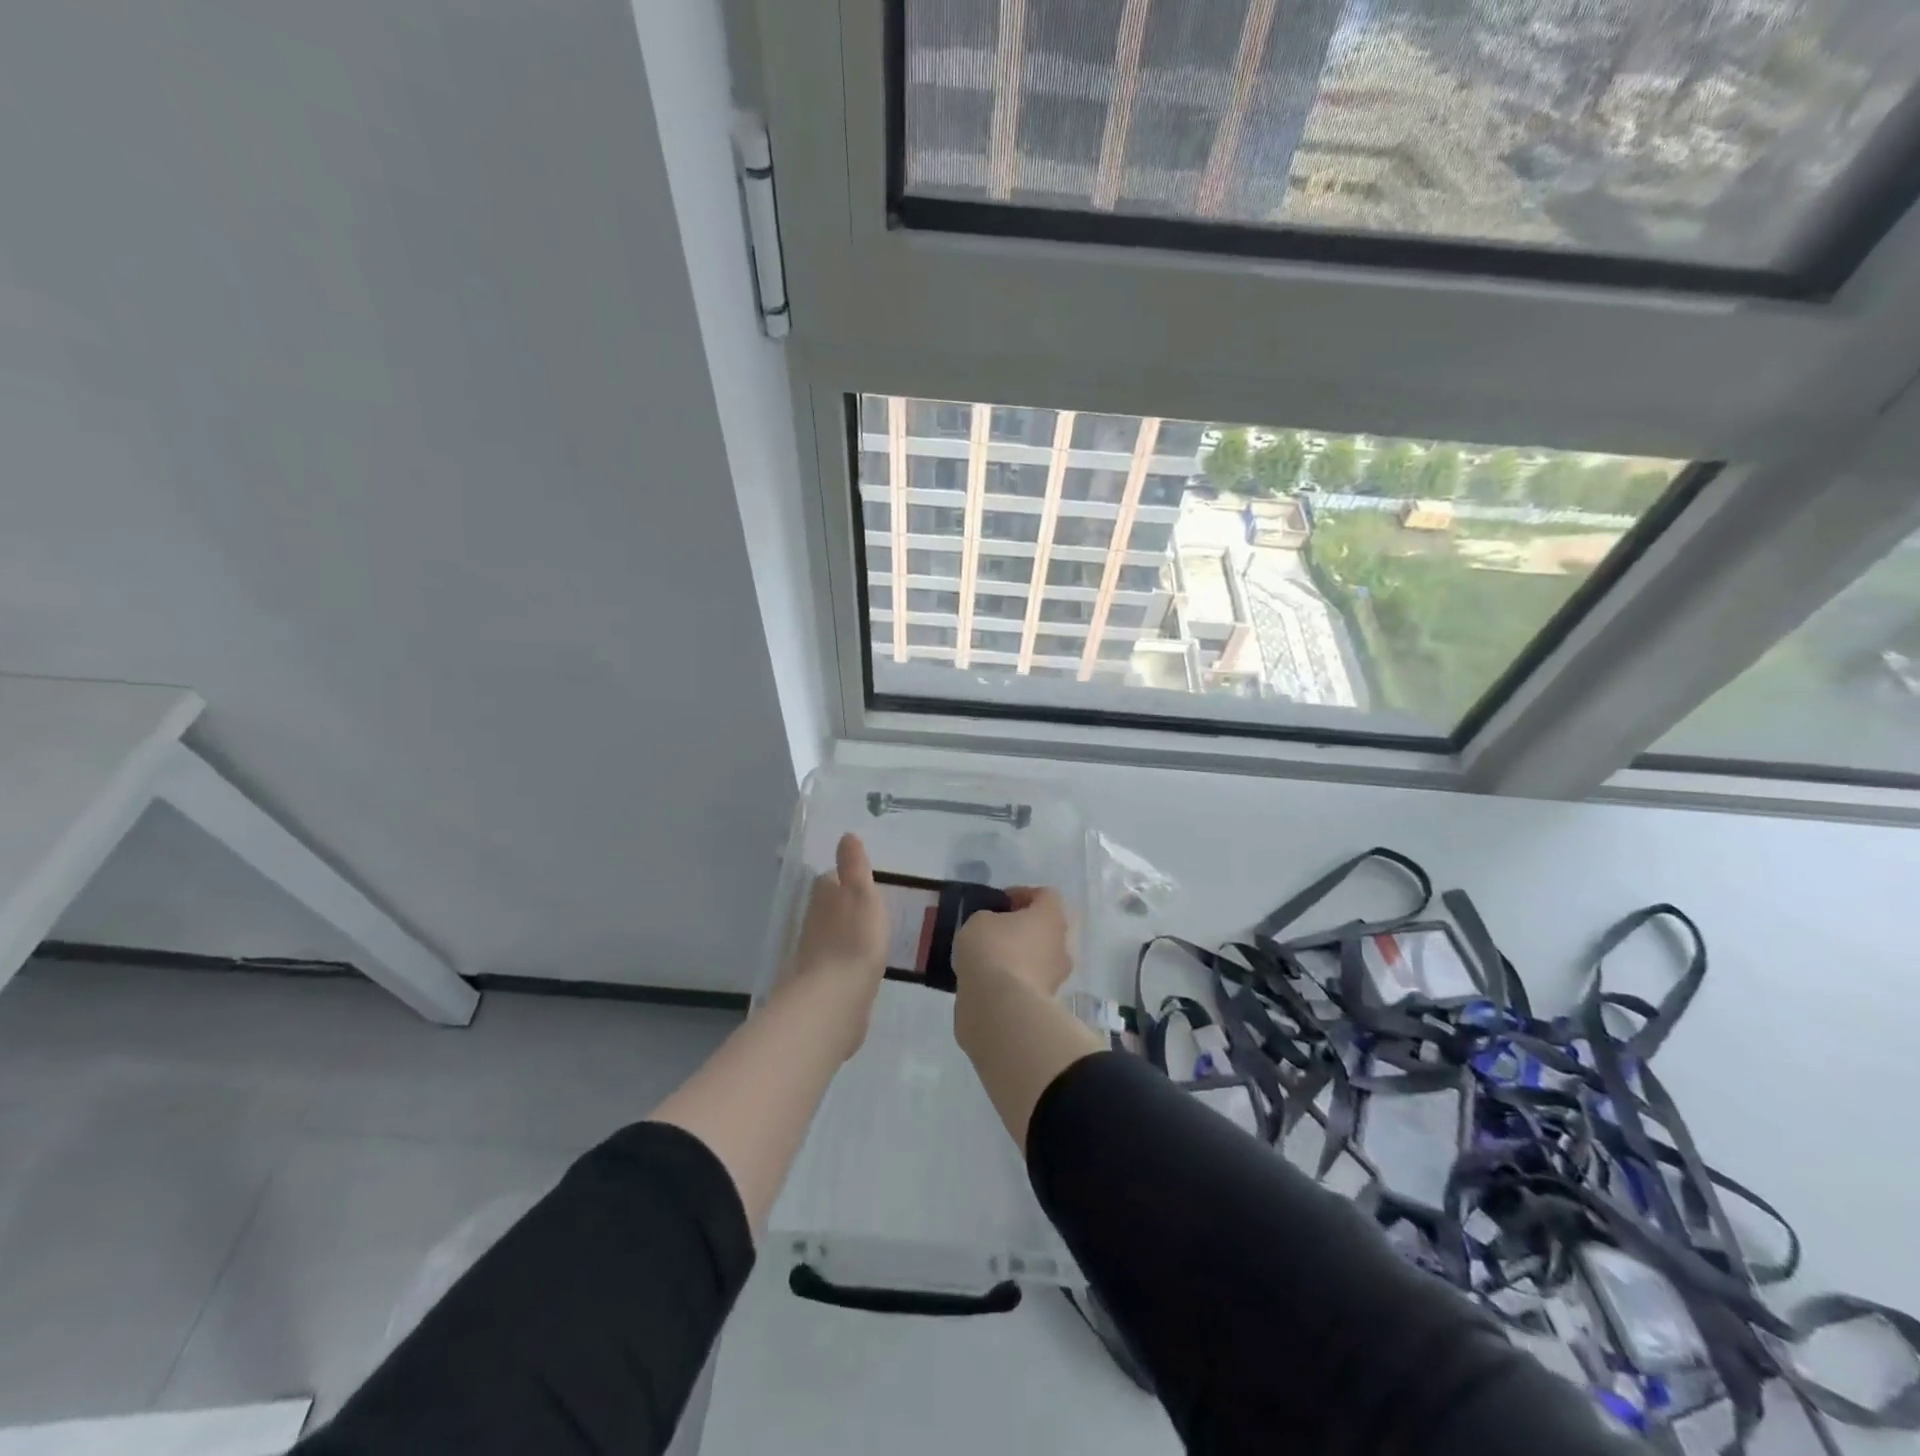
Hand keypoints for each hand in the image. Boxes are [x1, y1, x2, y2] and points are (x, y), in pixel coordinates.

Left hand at [787, 833, 889, 1058]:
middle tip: (872, 909)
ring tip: (872, 936)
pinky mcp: (823, 983)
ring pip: (832, 935)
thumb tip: (846, 835)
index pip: (831, 879)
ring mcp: (816, 955)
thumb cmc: (854, 939)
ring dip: (846, 934)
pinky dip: (847, 961)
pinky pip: (837, 963)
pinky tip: (861, 966)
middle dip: (846, 907)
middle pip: (829, 908)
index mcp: (824, 897)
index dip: (846, 879)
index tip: (865, 882)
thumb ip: (854, 865)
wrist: (835, 999)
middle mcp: (814, 922)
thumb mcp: (861, 892)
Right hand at [952, 887, 1072, 998]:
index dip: (1023, 894)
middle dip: (1025, 928)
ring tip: (991, 960)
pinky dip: (1016, 980)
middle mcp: (1062, 944)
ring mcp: (1057, 976)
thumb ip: (989, 918)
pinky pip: (1031, 982)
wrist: (999, 1007)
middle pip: (1047, 928)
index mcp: (1051, 916)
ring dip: (1022, 956)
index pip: (1046, 895)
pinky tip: (992, 983)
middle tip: (997, 930)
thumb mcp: (978, 921)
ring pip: (1041, 958)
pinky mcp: (1046, 1003)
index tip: (1000, 902)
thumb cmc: (992, 950)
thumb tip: (994, 928)